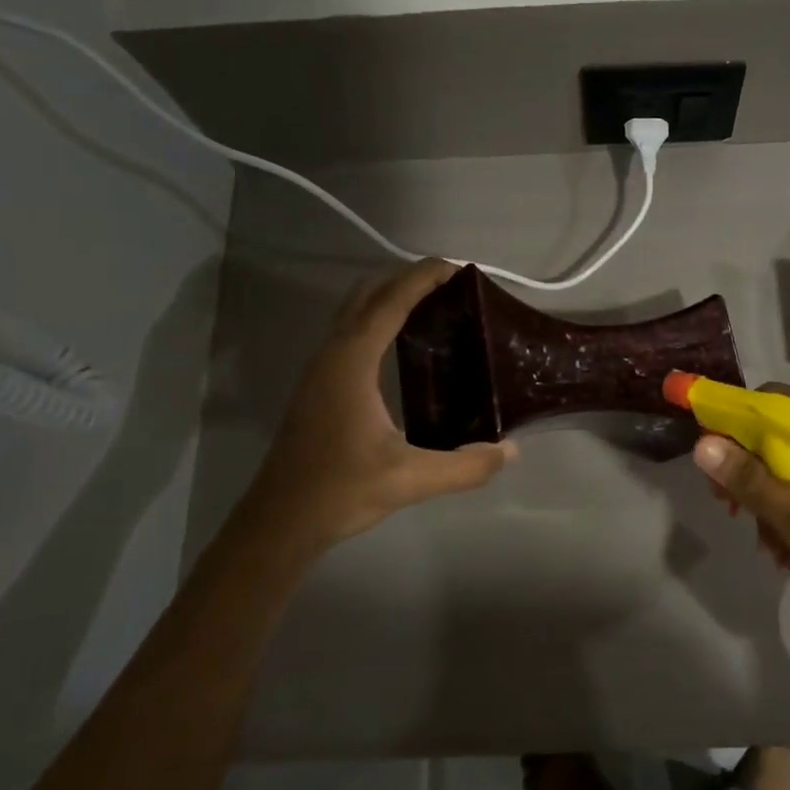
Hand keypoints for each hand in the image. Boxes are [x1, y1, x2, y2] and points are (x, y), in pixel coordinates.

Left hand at [238, 259, 515, 554]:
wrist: (279, 521)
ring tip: (432, 307)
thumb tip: (509, 451)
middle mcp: (332, 355)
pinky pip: (349, 333)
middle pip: (367, 295)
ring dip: (389, 297)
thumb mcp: (409, 480)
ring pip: (353, 312)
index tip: (457, 267)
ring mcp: (320, 369)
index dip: (423, 278)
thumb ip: (465, 467)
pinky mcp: (318, 386)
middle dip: (406, 279)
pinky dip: (377, 320)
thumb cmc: (340, 490)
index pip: (390, 302)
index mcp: (351, 363)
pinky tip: (401, 346)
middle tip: (450, 286)